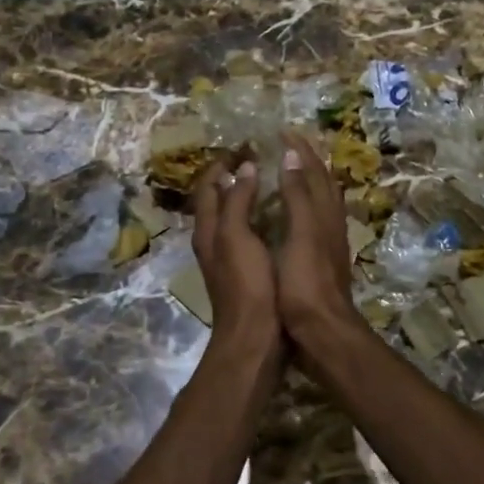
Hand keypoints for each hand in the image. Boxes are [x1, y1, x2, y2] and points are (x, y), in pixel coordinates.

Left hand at [190, 156, 277, 343]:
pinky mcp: (246, 271)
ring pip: (232, 217)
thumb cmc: (246, 284)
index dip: (220, 165)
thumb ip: (237, 201)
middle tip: (256, 159)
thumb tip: (244, 169)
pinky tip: (276, 215)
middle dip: (231, 177)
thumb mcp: (237, 236)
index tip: (242, 146)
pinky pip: (247, 232)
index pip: (207, 187)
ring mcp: (228, 257)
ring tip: (268, 180)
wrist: (255, 337)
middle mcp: (213, 241)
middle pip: (217, 200)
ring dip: (244, 196)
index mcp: (207, 230)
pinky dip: (257, 216)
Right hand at [275, 132, 361, 342]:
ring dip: (309, 181)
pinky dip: (305, 206)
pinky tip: (295, 216)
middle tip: (289, 145)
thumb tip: (292, 155)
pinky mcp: (323, 261)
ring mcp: (329, 243)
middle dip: (308, 161)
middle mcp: (331, 223)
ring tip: (293, 172)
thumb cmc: (305, 283)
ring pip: (322, 202)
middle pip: (323, 183)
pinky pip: (315, 221)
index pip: (314, 171)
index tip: (283, 131)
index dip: (300, 150)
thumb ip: (297, 195)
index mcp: (323, 214)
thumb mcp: (300, 234)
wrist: (323, 331)